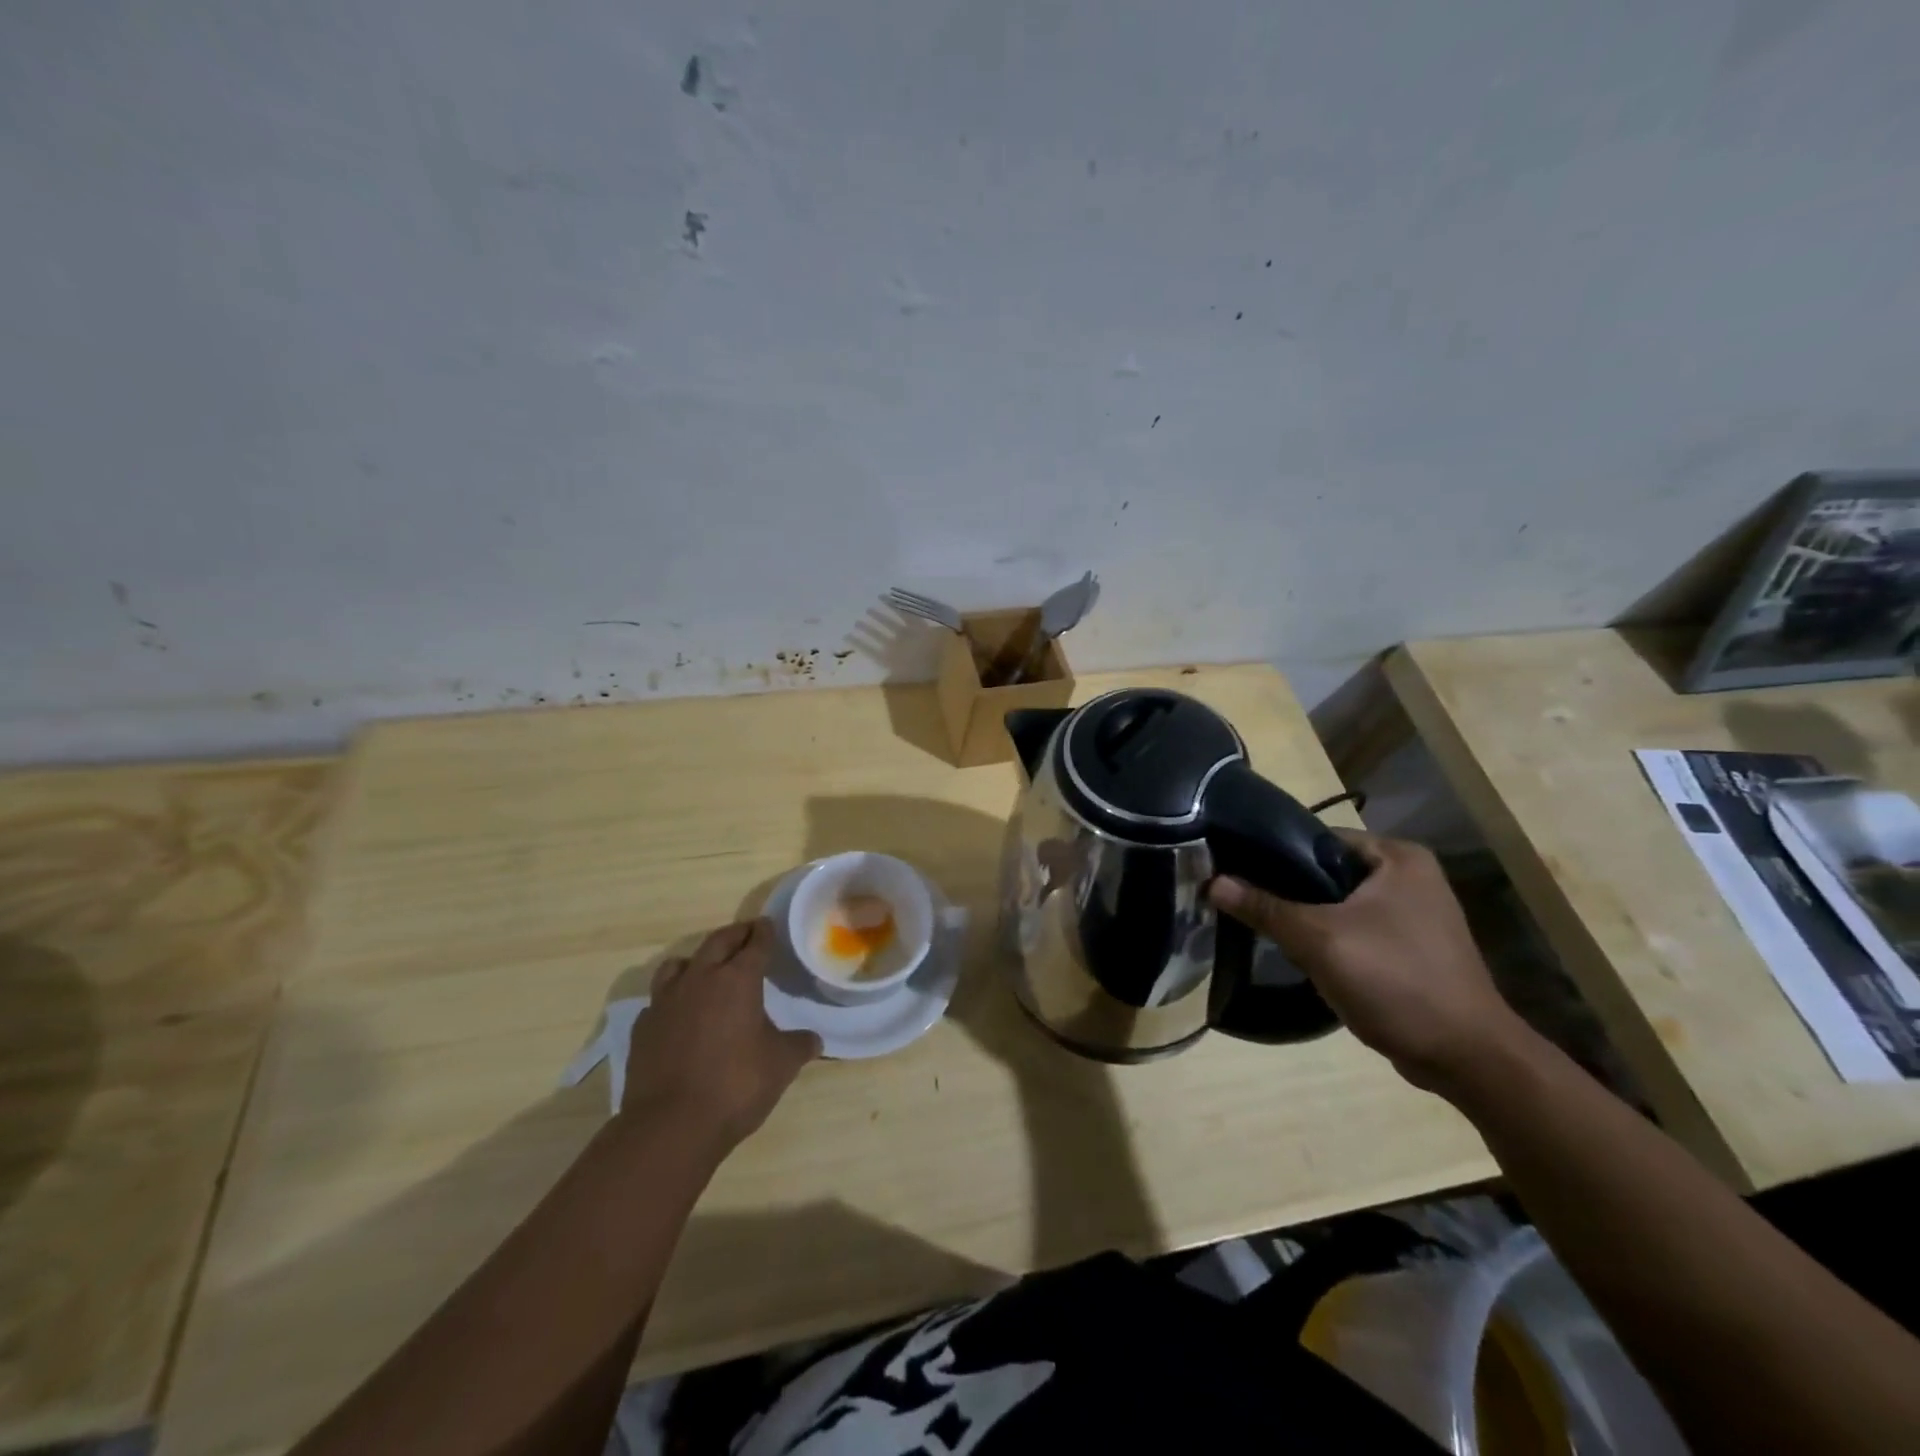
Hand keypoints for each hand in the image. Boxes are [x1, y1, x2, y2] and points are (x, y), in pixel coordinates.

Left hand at [621, 919, 822, 1147]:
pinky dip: (673, 998)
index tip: (768, 925)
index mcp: (738, 980)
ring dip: (698, 960)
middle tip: (747, 934)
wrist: (669, 1126)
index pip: (755, 944)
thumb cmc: (735, 1086)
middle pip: (718, 942)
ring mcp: (666, 1001)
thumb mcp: (781, 1065)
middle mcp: (700, 979)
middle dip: (735, 935)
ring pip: (680, 963)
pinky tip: (680, 1014)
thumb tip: (813, 1039)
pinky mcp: (642, 1027)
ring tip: (708, 969)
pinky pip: (659, 999)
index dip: (765, 933)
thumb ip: (799, 1045)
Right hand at [1209, 831, 1527, 1092]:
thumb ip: (1265, 908)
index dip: (1273, 853)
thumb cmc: (1397, 982)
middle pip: (1325, 872)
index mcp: (1398, 857)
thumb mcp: (1320, 940)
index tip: (1233, 869)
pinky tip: (1297, 953)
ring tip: (1258, 924)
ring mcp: (1412, 914)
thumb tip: (1212, 881)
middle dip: (1285, 889)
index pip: (1317, 839)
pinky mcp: (1408, 947)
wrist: (1467, 1058)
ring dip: (1304, 916)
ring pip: (1337, 904)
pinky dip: (1327, 938)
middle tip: (1239, 900)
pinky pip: (1353, 929)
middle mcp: (1409, 876)